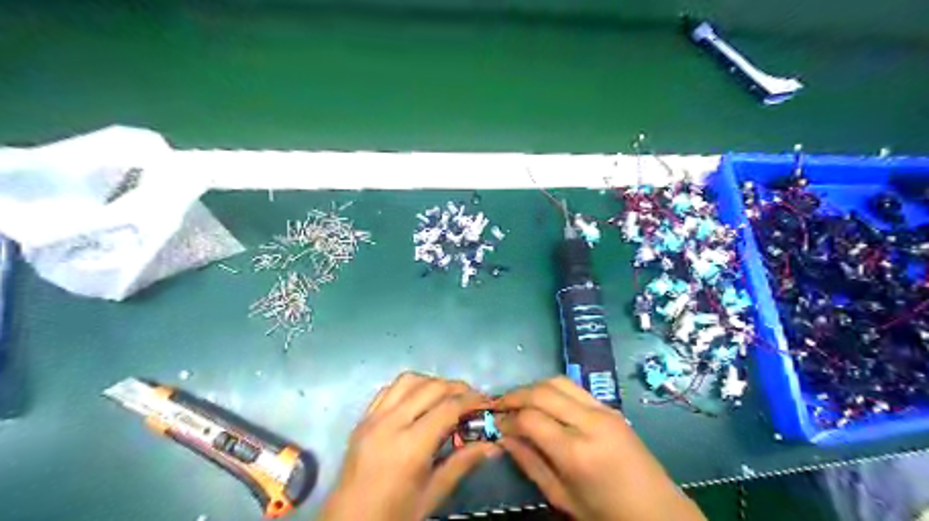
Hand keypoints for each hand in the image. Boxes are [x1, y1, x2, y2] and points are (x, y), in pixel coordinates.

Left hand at [319, 370, 500, 520]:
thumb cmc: (394, 514)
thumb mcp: (433, 494)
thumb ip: (463, 463)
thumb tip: (494, 445)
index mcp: (410, 446)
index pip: (448, 408)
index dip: (472, 400)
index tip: (487, 402)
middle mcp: (390, 423)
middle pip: (431, 388)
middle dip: (457, 388)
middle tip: (472, 399)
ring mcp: (373, 418)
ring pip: (408, 380)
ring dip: (432, 383)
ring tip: (446, 397)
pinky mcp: (362, 419)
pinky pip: (388, 389)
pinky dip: (409, 387)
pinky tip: (418, 400)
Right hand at [497, 376, 707, 520]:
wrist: (658, 513)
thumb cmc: (606, 514)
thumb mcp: (562, 497)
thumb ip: (530, 463)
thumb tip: (504, 437)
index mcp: (577, 452)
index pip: (530, 419)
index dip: (507, 419)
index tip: (495, 424)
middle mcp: (590, 422)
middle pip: (541, 392)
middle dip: (515, 395)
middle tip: (498, 405)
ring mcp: (603, 410)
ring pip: (558, 381)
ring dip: (533, 387)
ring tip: (517, 400)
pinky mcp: (611, 407)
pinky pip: (574, 388)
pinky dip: (552, 389)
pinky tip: (543, 402)